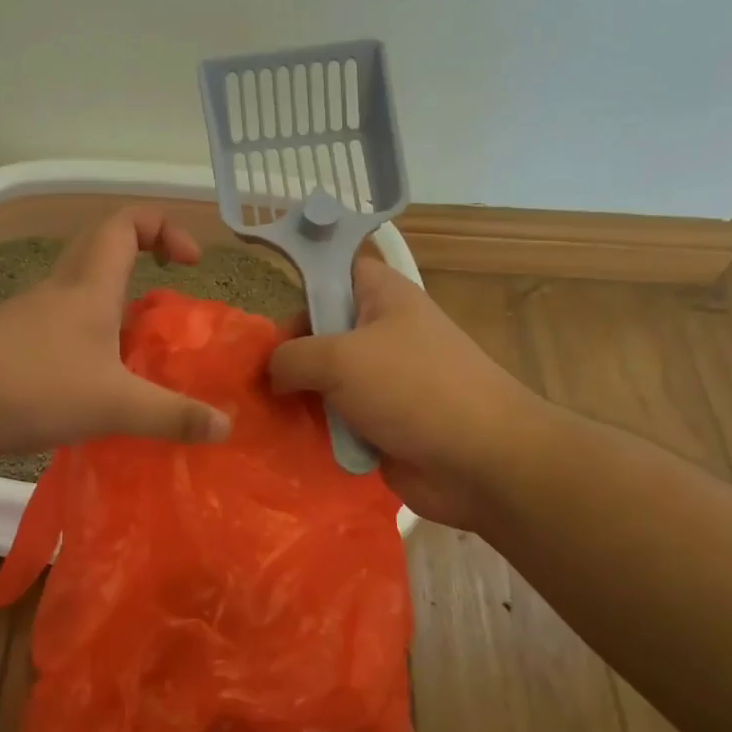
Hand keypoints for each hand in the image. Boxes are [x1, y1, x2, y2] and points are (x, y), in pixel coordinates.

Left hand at [0, 207, 232, 464]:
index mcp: (89, 285)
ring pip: (79, 295)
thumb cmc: (31, 386)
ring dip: (114, 311)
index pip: (126, 222)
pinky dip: (88, 346)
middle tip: (168, 304)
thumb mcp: (113, 404)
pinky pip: (61, 333)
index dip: (164, 227)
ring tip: (142, 356)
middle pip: (101, 249)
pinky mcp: (12, 350)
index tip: (191, 261)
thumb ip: (171, 416)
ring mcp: (30, 320)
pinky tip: (98, 391)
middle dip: (140, 261)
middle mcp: (59, 291)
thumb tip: (226, 426)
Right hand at [269, 258, 547, 529]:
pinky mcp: (380, 425)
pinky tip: (283, 440)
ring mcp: (383, 383)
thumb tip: (272, 374)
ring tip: (258, 412)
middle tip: (252, 375)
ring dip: (297, 398)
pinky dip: (315, 430)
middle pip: (322, 331)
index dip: (302, 281)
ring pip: (325, 381)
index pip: (337, 270)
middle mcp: (382, 335)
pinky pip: (337, 420)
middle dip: (287, 353)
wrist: (479, 461)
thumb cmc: (413, 389)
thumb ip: (292, 357)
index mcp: (383, 298)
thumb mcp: (340, 358)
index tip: (265, 306)